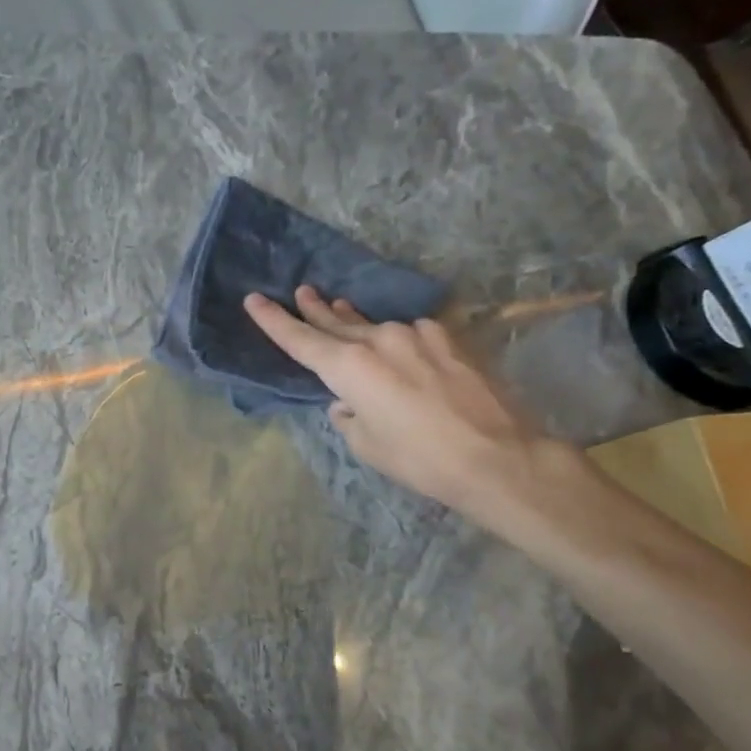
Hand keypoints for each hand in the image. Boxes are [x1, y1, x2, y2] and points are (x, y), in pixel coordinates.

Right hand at [244, 287, 572, 520]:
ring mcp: (416, 335)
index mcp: (348, 367)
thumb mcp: (365, 443)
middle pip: (335, 322)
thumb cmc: (418, 458)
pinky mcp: (448, 339)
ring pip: (374, 326)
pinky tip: (400, 346)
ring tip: (340, 308)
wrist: (497, 456)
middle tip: (302, 292)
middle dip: (314, 309)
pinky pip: (411, 333)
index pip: (299, 339)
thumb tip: (348, 401)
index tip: (253, 299)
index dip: (272, 320)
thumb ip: (347, 415)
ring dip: (355, 321)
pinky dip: (397, 339)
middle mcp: (378, 340)